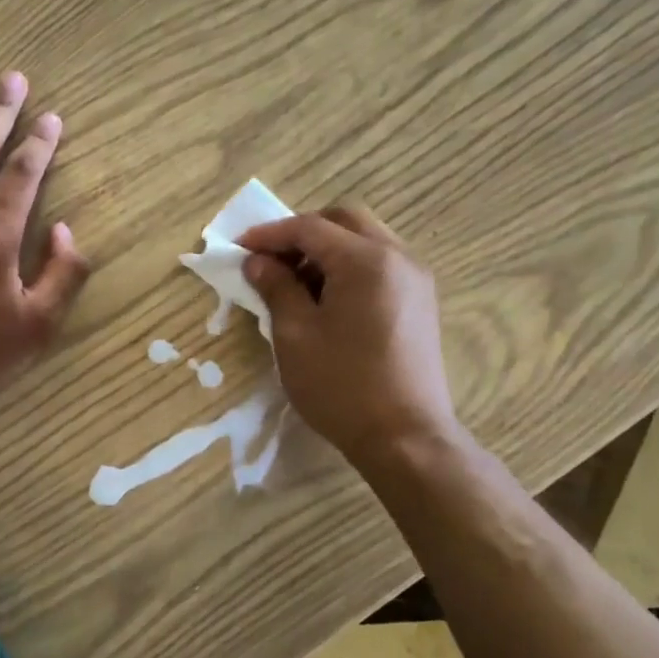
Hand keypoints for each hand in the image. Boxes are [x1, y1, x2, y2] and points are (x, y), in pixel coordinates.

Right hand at [239, 207, 459, 462]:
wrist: (405, 437)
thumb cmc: (341, 385)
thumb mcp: (295, 334)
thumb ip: (276, 287)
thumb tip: (258, 262)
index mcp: (365, 260)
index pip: (309, 228)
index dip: (269, 234)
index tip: (238, 249)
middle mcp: (397, 257)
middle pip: (344, 221)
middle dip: (301, 233)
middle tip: (269, 259)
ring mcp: (415, 279)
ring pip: (365, 240)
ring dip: (326, 249)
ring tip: (293, 282)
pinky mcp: (420, 302)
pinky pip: (380, 264)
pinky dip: (348, 267)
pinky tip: (326, 299)